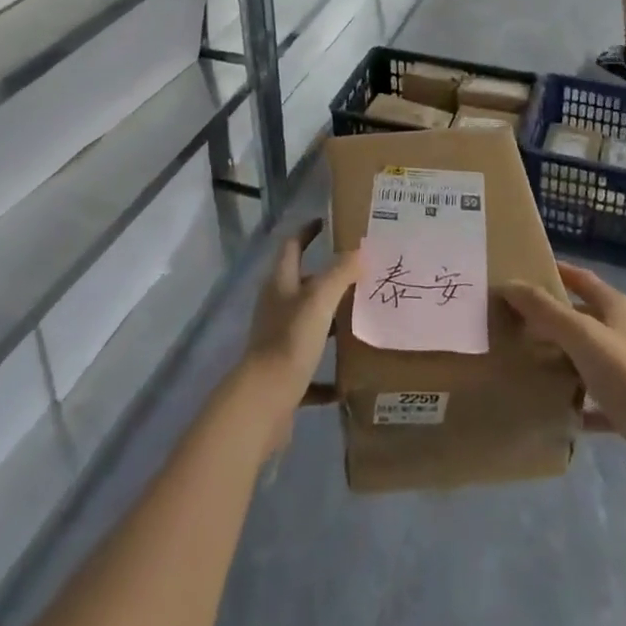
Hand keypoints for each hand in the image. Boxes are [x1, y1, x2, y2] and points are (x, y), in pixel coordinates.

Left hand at [236, 220, 360, 454]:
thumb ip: (340, 273)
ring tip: (362, 319)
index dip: (307, 232)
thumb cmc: (290, 341)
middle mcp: (276, 308)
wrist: (263, 403)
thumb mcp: (319, 300)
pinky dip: (327, 373)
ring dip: (331, 322)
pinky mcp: (284, 375)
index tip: (325, 222)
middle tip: (360, 274)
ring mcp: (278, 341)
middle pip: (302, 285)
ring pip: (308, 324)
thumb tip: (359, 250)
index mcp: (280, 284)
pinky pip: (310, 368)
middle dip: (328, 278)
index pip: (292, 246)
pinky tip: (349, 378)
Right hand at [499, 263, 625, 443]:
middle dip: (552, 319)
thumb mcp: (579, 334)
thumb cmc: (624, 373)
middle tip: (517, 321)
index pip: (583, 280)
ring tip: (527, 361)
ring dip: (562, 359)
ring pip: (587, 358)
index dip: (557, 272)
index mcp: (617, 308)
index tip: (527, 272)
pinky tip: (553, 407)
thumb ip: (544, 309)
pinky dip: (576, 400)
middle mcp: (625, 335)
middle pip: (583, 319)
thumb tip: (509, 285)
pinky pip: (595, 399)